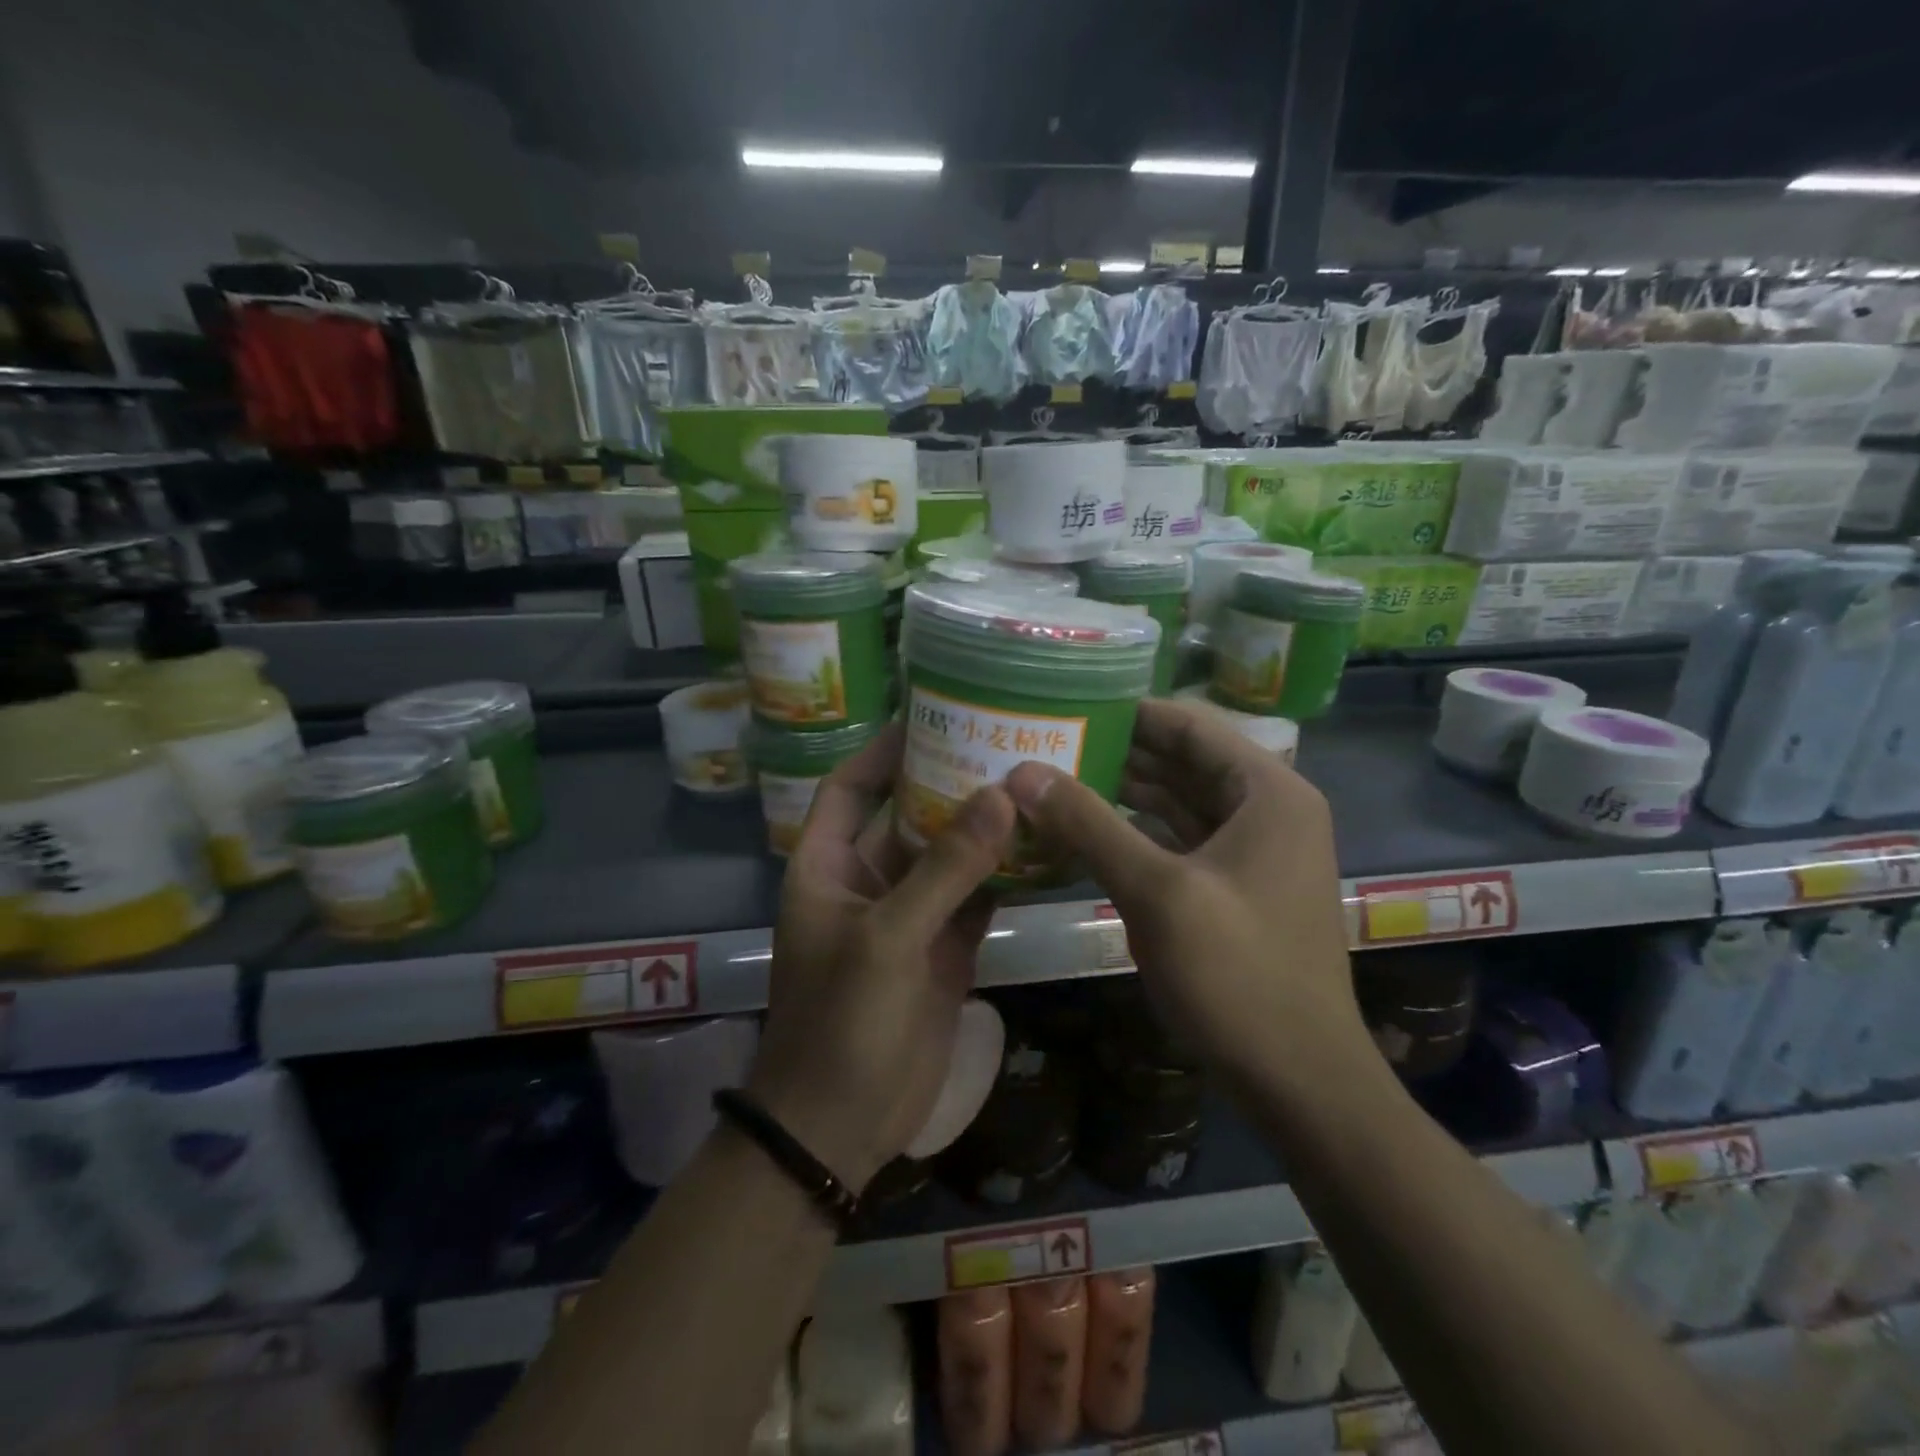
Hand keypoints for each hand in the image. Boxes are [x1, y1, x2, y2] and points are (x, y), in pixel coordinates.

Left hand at [750, 725, 1015, 1190]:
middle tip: (1002, 741)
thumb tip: (999, 796)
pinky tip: (1043, 848)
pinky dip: (1004, 876)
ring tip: (1033, 782)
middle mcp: (869, 880)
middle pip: (909, 815)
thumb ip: (944, 868)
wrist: (841, 1124)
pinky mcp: (944, 949)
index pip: (850, 787)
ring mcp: (909, 916)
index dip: (883, 751)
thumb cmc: (841, 1021)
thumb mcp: (887, 938)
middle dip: (949, 781)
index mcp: (828, 865)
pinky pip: (975, 898)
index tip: (930, 715)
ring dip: (984, 828)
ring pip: (949, 856)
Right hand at [1005, 699, 1367, 1084]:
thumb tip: (1023, 772)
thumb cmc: (1238, 975)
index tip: (1067, 704)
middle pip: (1182, 761)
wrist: (1299, 1081)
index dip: (1129, 711)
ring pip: (1177, 803)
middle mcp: (1266, 809)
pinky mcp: (1233, 888)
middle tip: (1047, 742)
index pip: (1190, 726)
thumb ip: (1089, 825)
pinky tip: (1083, 832)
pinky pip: (1178, 841)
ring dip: (1121, 793)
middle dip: (1117, 752)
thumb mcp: (1157, 892)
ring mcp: (1251, 851)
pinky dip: (1135, 833)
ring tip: (1054, 778)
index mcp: (1268, 792)